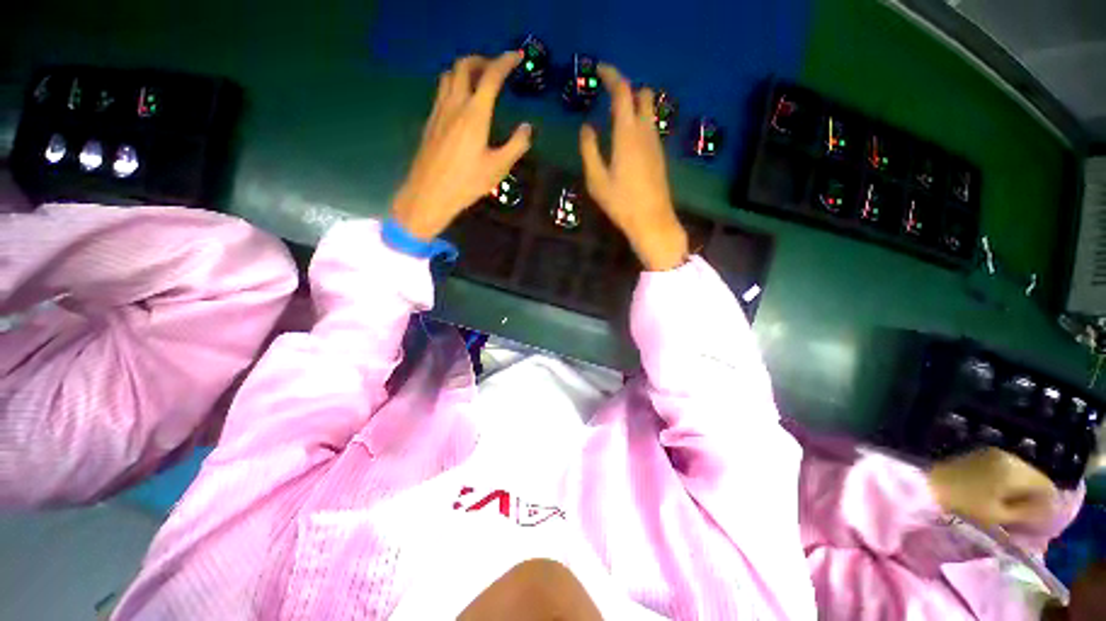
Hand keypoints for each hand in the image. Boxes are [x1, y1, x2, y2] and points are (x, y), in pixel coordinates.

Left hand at [391, 52, 532, 240]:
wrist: (430, 193)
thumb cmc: (467, 182)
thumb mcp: (498, 167)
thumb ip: (516, 145)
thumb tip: (527, 127)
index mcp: (475, 113)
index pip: (491, 76)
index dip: (505, 62)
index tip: (517, 57)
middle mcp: (455, 104)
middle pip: (464, 66)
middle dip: (482, 60)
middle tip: (496, 68)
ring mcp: (439, 111)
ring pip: (448, 75)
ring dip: (464, 70)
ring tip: (478, 81)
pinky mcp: (431, 121)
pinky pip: (441, 91)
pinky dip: (453, 84)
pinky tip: (461, 102)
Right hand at [579, 65, 687, 270]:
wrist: (652, 221)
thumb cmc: (621, 203)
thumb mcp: (596, 180)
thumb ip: (589, 150)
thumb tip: (587, 128)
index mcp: (627, 134)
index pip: (623, 92)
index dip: (612, 76)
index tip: (599, 70)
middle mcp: (645, 132)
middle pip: (643, 95)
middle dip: (627, 90)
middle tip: (609, 98)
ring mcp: (656, 143)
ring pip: (649, 112)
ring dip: (634, 108)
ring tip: (614, 121)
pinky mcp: (660, 155)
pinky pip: (650, 128)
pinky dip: (639, 123)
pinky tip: (627, 141)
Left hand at [928, 447, 1058, 528]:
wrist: (927, 486)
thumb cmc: (965, 505)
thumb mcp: (1000, 516)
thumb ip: (1028, 513)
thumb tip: (1050, 513)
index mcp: (1016, 469)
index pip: (1047, 485)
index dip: (1050, 504)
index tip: (1044, 521)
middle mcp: (1008, 456)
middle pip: (1035, 477)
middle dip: (1036, 497)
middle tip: (1030, 517)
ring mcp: (993, 453)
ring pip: (1021, 473)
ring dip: (1023, 490)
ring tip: (1015, 509)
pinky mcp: (981, 455)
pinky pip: (1006, 469)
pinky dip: (1009, 483)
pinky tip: (1001, 497)